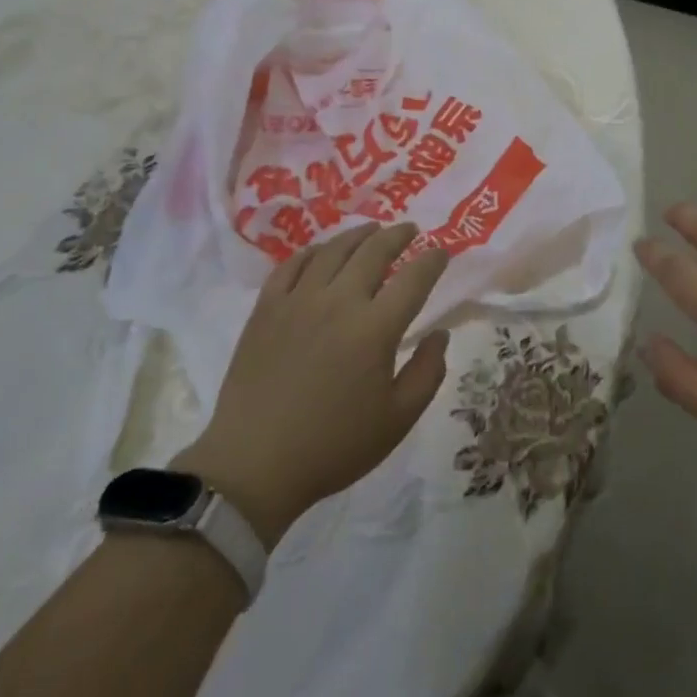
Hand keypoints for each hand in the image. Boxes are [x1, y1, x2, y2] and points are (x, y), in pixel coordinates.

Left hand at [174, 222, 450, 546]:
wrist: (254, 466)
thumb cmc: (333, 446)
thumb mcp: (397, 420)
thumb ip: (427, 373)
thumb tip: (440, 334)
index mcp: (375, 328)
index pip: (414, 278)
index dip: (432, 260)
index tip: (442, 251)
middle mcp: (339, 301)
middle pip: (374, 251)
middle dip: (397, 235)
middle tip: (409, 230)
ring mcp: (299, 301)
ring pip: (333, 250)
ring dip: (358, 235)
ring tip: (371, 229)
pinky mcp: (266, 309)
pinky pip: (291, 265)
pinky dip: (312, 252)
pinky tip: (321, 252)